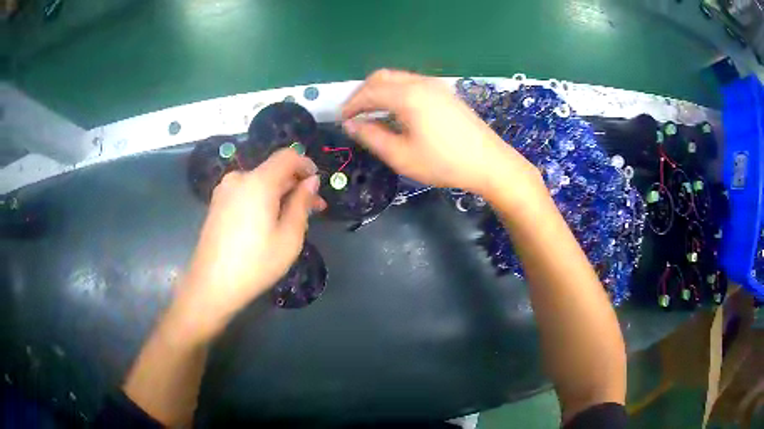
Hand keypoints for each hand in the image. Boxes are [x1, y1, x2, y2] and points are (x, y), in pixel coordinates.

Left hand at [174, 149, 325, 340]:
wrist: (211, 285)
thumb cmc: (255, 263)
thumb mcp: (289, 237)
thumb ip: (302, 204)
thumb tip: (311, 181)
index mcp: (258, 182)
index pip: (287, 156)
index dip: (306, 165)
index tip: (317, 184)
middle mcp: (239, 178)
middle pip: (273, 170)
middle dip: (295, 185)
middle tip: (313, 209)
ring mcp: (224, 190)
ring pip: (259, 183)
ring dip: (279, 194)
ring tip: (290, 219)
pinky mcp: (216, 203)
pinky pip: (246, 192)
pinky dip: (261, 200)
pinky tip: (267, 223)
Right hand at [341, 69, 539, 197]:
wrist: (489, 163)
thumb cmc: (443, 163)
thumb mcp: (401, 156)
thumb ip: (372, 137)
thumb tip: (351, 124)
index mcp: (407, 95)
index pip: (369, 92)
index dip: (351, 105)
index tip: (341, 119)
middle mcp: (420, 82)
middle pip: (381, 77)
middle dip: (363, 93)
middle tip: (354, 114)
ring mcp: (435, 85)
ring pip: (397, 78)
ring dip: (379, 91)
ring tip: (372, 113)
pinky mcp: (445, 92)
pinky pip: (411, 84)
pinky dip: (396, 92)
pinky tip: (396, 111)